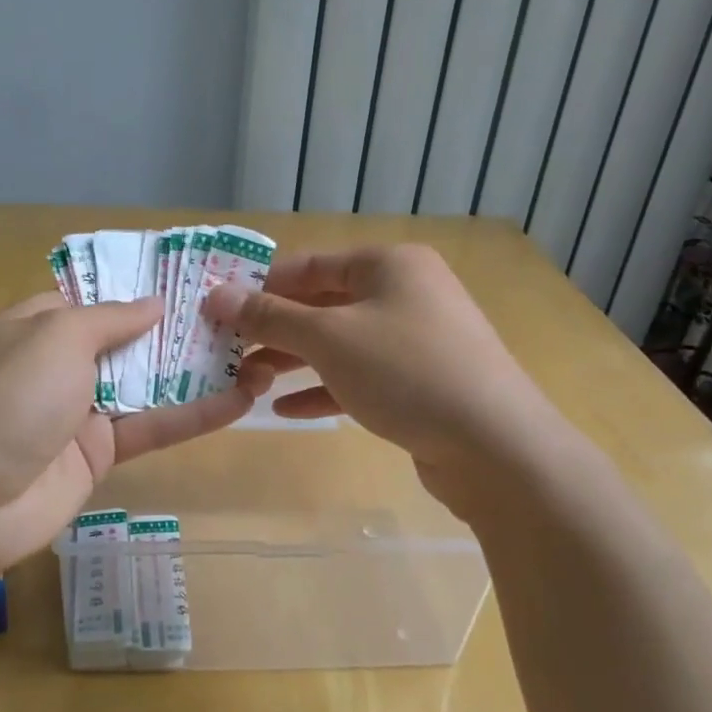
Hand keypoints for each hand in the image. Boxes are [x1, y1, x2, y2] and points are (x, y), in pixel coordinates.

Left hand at [0, 293, 269, 579]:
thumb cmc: (8, 397)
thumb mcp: (57, 337)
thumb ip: (110, 318)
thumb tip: (154, 302)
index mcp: (35, 327)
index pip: (91, 299)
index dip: (137, 289)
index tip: (189, 279)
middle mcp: (57, 365)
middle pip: (125, 340)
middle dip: (175, 328)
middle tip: (235, 312)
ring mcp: (80, 411)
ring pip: (146, 384)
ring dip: (195, 371)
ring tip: (253, 352)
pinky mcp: (99, 455)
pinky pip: (152, 427)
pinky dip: (193, 416)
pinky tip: (239, 400)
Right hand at [201, 245, 556, 514]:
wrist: (495, 446)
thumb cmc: (405, 371)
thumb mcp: (328, 338)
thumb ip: (269, 316)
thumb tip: (216, 296)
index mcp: (389, 264)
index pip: (310, 264)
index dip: (261, 285)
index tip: (218, 308)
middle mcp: (405, 293)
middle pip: (324, 304)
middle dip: (274, 328)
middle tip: (226, 349)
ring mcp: (417, 340)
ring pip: (341, 343)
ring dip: (294, 361)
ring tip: (247, 381)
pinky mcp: (421, 383)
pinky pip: (361, 376)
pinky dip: (326, 388)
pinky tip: (287, 410)